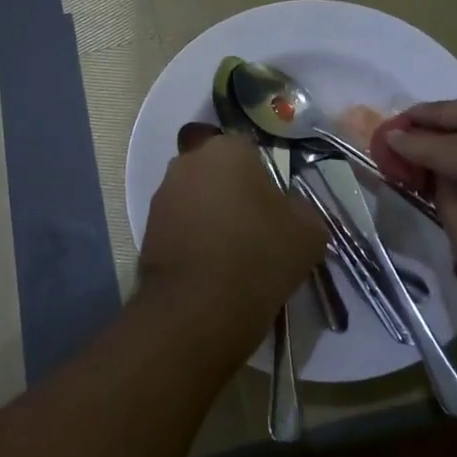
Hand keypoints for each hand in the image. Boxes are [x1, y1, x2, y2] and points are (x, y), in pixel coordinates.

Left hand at [138, 127, 325, 344]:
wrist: (200, 307)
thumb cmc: (259, 255)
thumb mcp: (309, 232)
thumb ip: (301, 209)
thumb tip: (290, 209)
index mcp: (227, 149)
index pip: (247, 149)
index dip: (261, 176)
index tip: (272, 205)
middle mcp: (188, 162)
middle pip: (216, 170)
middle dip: (230, 190)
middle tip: (253, 224)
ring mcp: (163, 194)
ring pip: (195, 196)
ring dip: (209, 214)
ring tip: (231, 251)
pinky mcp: (147, 227)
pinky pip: (179, 224)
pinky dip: (192, 238)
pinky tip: (210, 266)